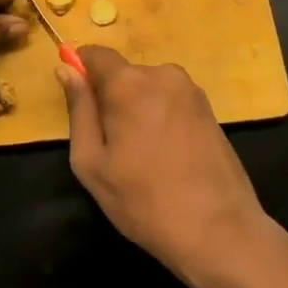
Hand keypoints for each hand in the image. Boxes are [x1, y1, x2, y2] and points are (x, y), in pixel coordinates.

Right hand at [58, 46, 267, 287]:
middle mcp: (162, 75)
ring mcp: (191, 91)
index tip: (81, 104)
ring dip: (138, 108)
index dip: (82, 72)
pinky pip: (171, 101)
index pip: (96, 54)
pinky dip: (161, 118)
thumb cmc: (144, 201)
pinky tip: (167, 157)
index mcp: (129, 83)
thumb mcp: (91, 162)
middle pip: (123, 73)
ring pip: (148, 88)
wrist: (220, 233)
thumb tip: (66, 70)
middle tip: (113, 145)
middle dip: (112, 98)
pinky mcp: (210, 110)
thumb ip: (78, 109)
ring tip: (143, 155)